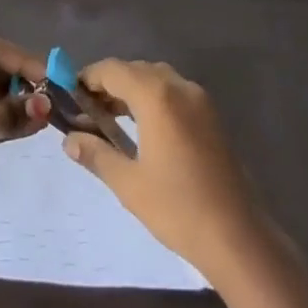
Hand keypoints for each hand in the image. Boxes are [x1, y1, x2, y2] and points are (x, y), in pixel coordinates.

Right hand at [62, 59, 265, 281]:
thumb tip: (69, 139)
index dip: (88, 78)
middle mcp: (180, 87)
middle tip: (88, 112)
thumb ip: (96, 154)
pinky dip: (154, 99)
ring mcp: (200, 100)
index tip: (69, 95)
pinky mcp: (212, 117)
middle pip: (135, 70)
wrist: (238, 237)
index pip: (113, 69)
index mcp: (157, 96)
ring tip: (111, 119)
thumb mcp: (128, 183)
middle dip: (109, 84)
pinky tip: (143, 128)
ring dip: (132, 90)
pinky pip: (175, 93)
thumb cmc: (178, 208)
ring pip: (157, 79)